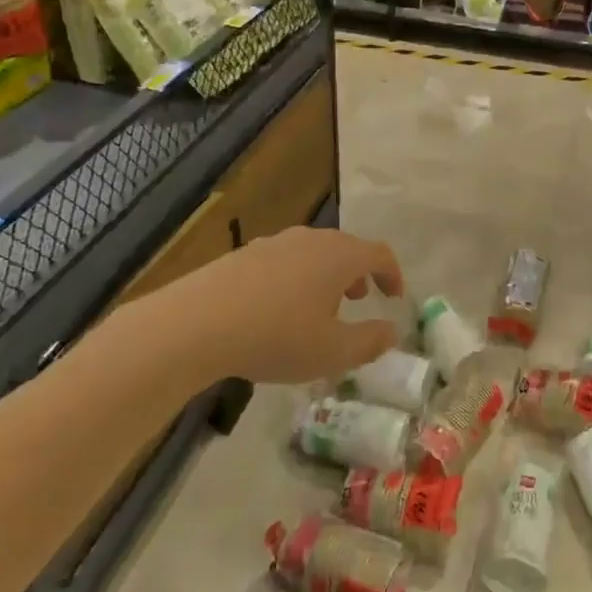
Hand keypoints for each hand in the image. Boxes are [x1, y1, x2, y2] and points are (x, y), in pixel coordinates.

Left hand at [157, 227, 403, 384]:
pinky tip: (279, 310)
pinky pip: (285, 261)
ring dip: (327, 276)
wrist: (197, 323)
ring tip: (320, 307)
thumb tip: (391, 331)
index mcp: (339, 256)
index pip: (379, 254)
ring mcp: (275, 243)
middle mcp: (311, 240)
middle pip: (346, 248)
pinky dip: (297, 278)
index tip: (395, 297)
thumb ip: (370, 342)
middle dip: (359, 273)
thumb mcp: (333, 352)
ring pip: (314, 253)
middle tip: (361, 299)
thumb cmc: (276, 336)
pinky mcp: (245, 254)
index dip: (393, 274)